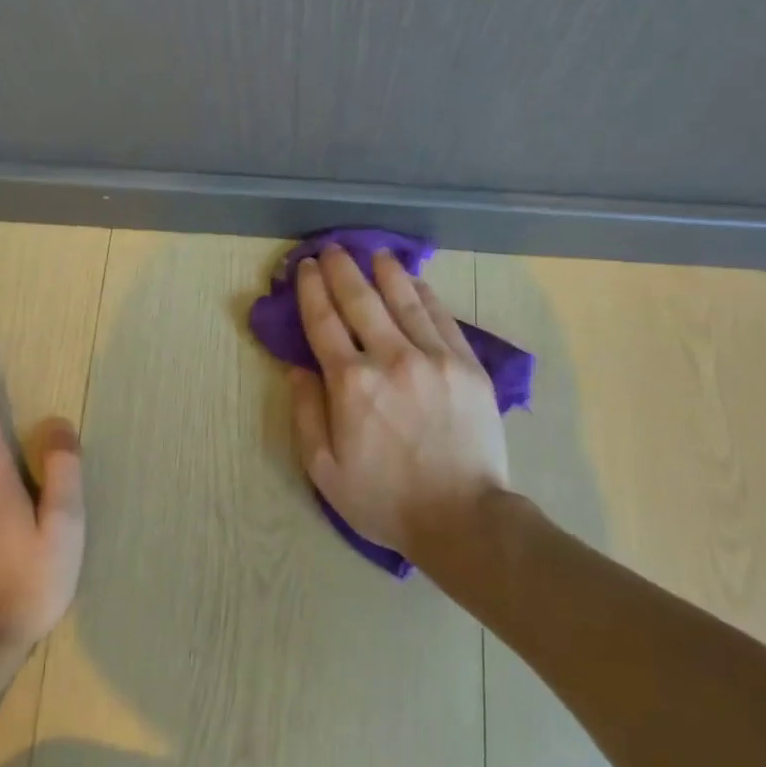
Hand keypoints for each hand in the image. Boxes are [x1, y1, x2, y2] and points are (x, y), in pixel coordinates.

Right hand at [288, 246, 508, 554]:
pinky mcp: (468, 365)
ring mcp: (435, 358)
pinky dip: (425, 295)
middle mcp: (391, 358)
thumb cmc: (384, 499)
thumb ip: (306, 414)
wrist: (462, 517)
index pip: (324, 322)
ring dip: (386, 272)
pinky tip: (416, 282)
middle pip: (361, 300)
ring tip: (375, 254)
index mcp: (351, 384)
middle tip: (334, 249)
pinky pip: (442, 318)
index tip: (307, 267)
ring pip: (405, 300)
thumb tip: (297, 369)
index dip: (312, 290)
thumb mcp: (324, 469)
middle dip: (343, 270)